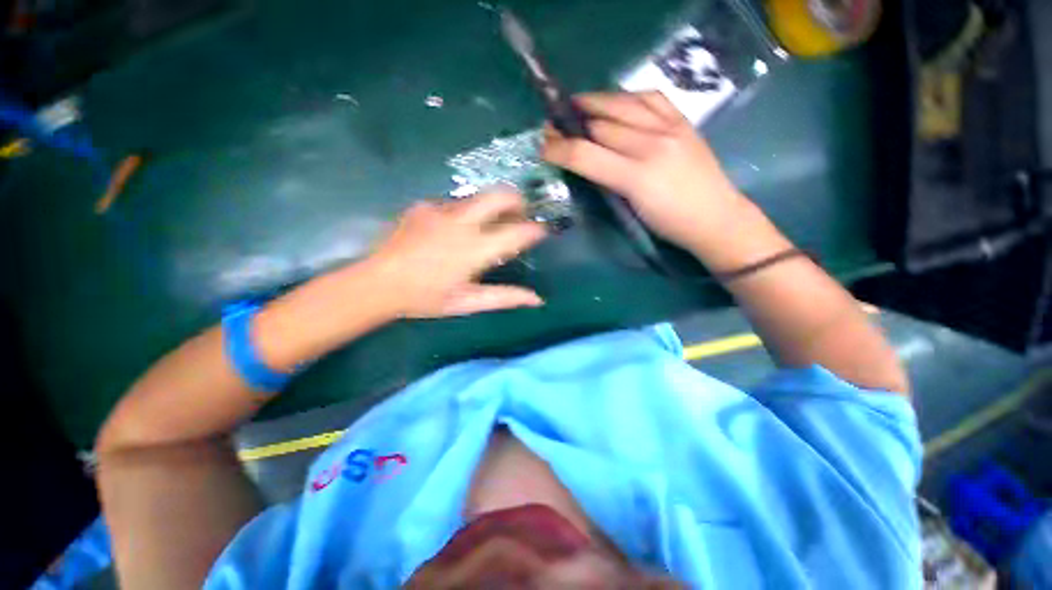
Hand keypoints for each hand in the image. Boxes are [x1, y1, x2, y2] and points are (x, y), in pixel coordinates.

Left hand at [368, 190, 547, 318]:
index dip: (535, 229)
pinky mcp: (424, 205)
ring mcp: (440, 210)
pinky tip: (453, 230)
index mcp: (474, 250)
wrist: (377, 284)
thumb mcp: (467, 302)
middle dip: (517, 201)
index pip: (517, 232)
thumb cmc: (425, 298)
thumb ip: (504, 297)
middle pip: (500, 196)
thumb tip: (537, 299)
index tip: (542, 231)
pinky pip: (454, 203)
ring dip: (490, 208)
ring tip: (487, 226)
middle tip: (521, 215)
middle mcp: (461, 223)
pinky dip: (464, 213)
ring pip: (478, 197)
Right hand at [542, 91, 745, 251]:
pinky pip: (650, 97)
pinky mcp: (683, 120)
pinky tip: (616, 101)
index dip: (559, 148)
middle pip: (600, 125)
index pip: (586, 154)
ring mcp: (670, 127)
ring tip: (575, 106)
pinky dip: (628, 96)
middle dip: (571, 124)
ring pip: (622, 104)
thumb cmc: (668, 225)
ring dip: (593, 103)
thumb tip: (580, 163)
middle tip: (553, 126)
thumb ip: (604, 184)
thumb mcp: (629, 212)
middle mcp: (652, 145)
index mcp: (635, 177)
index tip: (542, 146)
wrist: (715, 218)